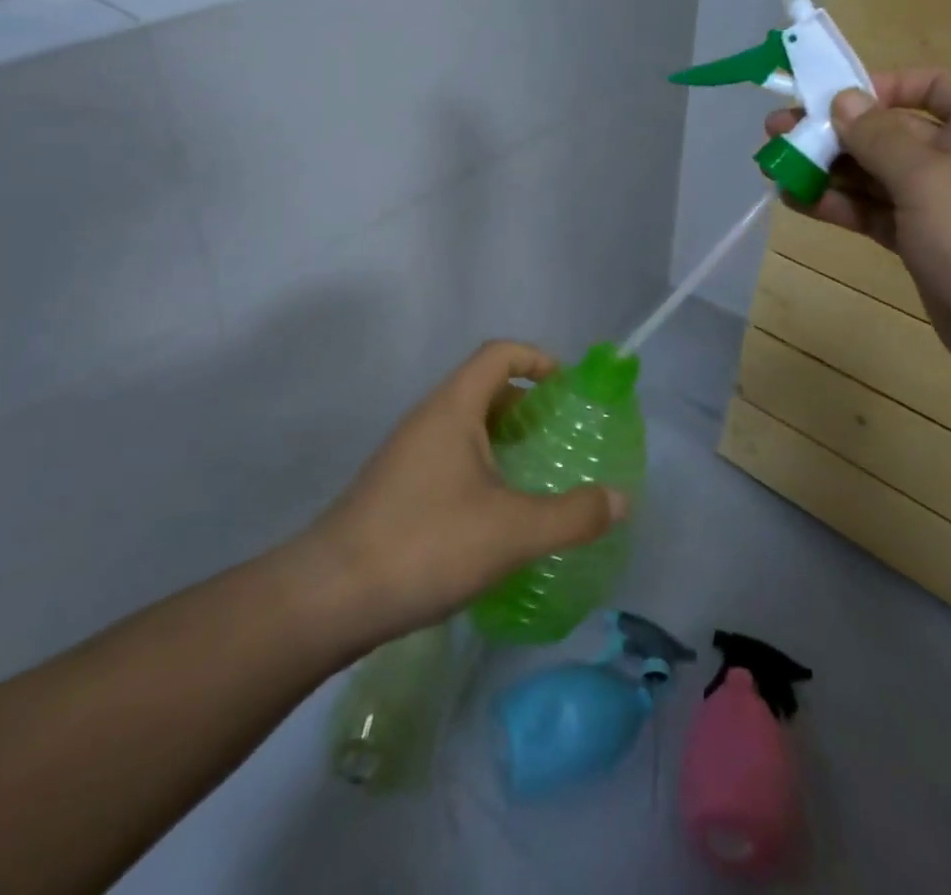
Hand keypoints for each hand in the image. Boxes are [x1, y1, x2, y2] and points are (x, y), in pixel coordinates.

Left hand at [304, 341, 627, 645]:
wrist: (329, 597)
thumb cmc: (425, 543)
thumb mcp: (512, 531)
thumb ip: (572, 515)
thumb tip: (621, 500)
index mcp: (453, 407)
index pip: (499, 354)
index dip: (538, 359)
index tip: (568, 388)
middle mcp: (428, 419)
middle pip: (484, 387)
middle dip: (527, 405)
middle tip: (561, 437)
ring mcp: (407, 453)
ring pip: (465, 426)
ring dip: (503, 439)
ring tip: (536, 475)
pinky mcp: (396, 487)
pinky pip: (449, 456)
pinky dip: (481, 467)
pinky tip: (495, 514)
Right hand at [768, 68, 950, 406]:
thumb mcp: (931, 179)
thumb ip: (880, 137)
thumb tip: (842, 99)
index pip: (928, 86)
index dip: (878, 86)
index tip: (828, 100)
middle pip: (890, 132)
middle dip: (834, 132)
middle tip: (775, 133)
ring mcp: (942, 205)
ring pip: (876, 176)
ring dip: (828, 170)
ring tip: (773, 167)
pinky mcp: (924, 244)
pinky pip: (875, 213)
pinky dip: (839, 206)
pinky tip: (797, 201)